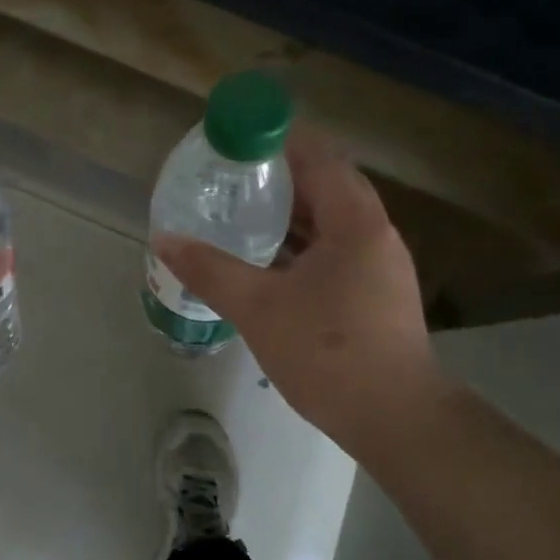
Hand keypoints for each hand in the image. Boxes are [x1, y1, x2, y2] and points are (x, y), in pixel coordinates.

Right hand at [152, 128, 444, 449]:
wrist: (396, 420)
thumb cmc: (328, 353)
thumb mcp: (258, 307)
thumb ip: (209, 269)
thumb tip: (163, 239)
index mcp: (354, 221)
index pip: (318, 155)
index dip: (277, 139)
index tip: (236, 141)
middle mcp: (374, 233)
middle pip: (326, 183)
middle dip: (280, 175)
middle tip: (231, 176)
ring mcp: (379, 264)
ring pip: (331, 219)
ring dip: (291, 211)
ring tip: (242, 211)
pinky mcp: (376, 292)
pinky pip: (335, 247)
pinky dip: (302, 242)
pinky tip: (269, 259)